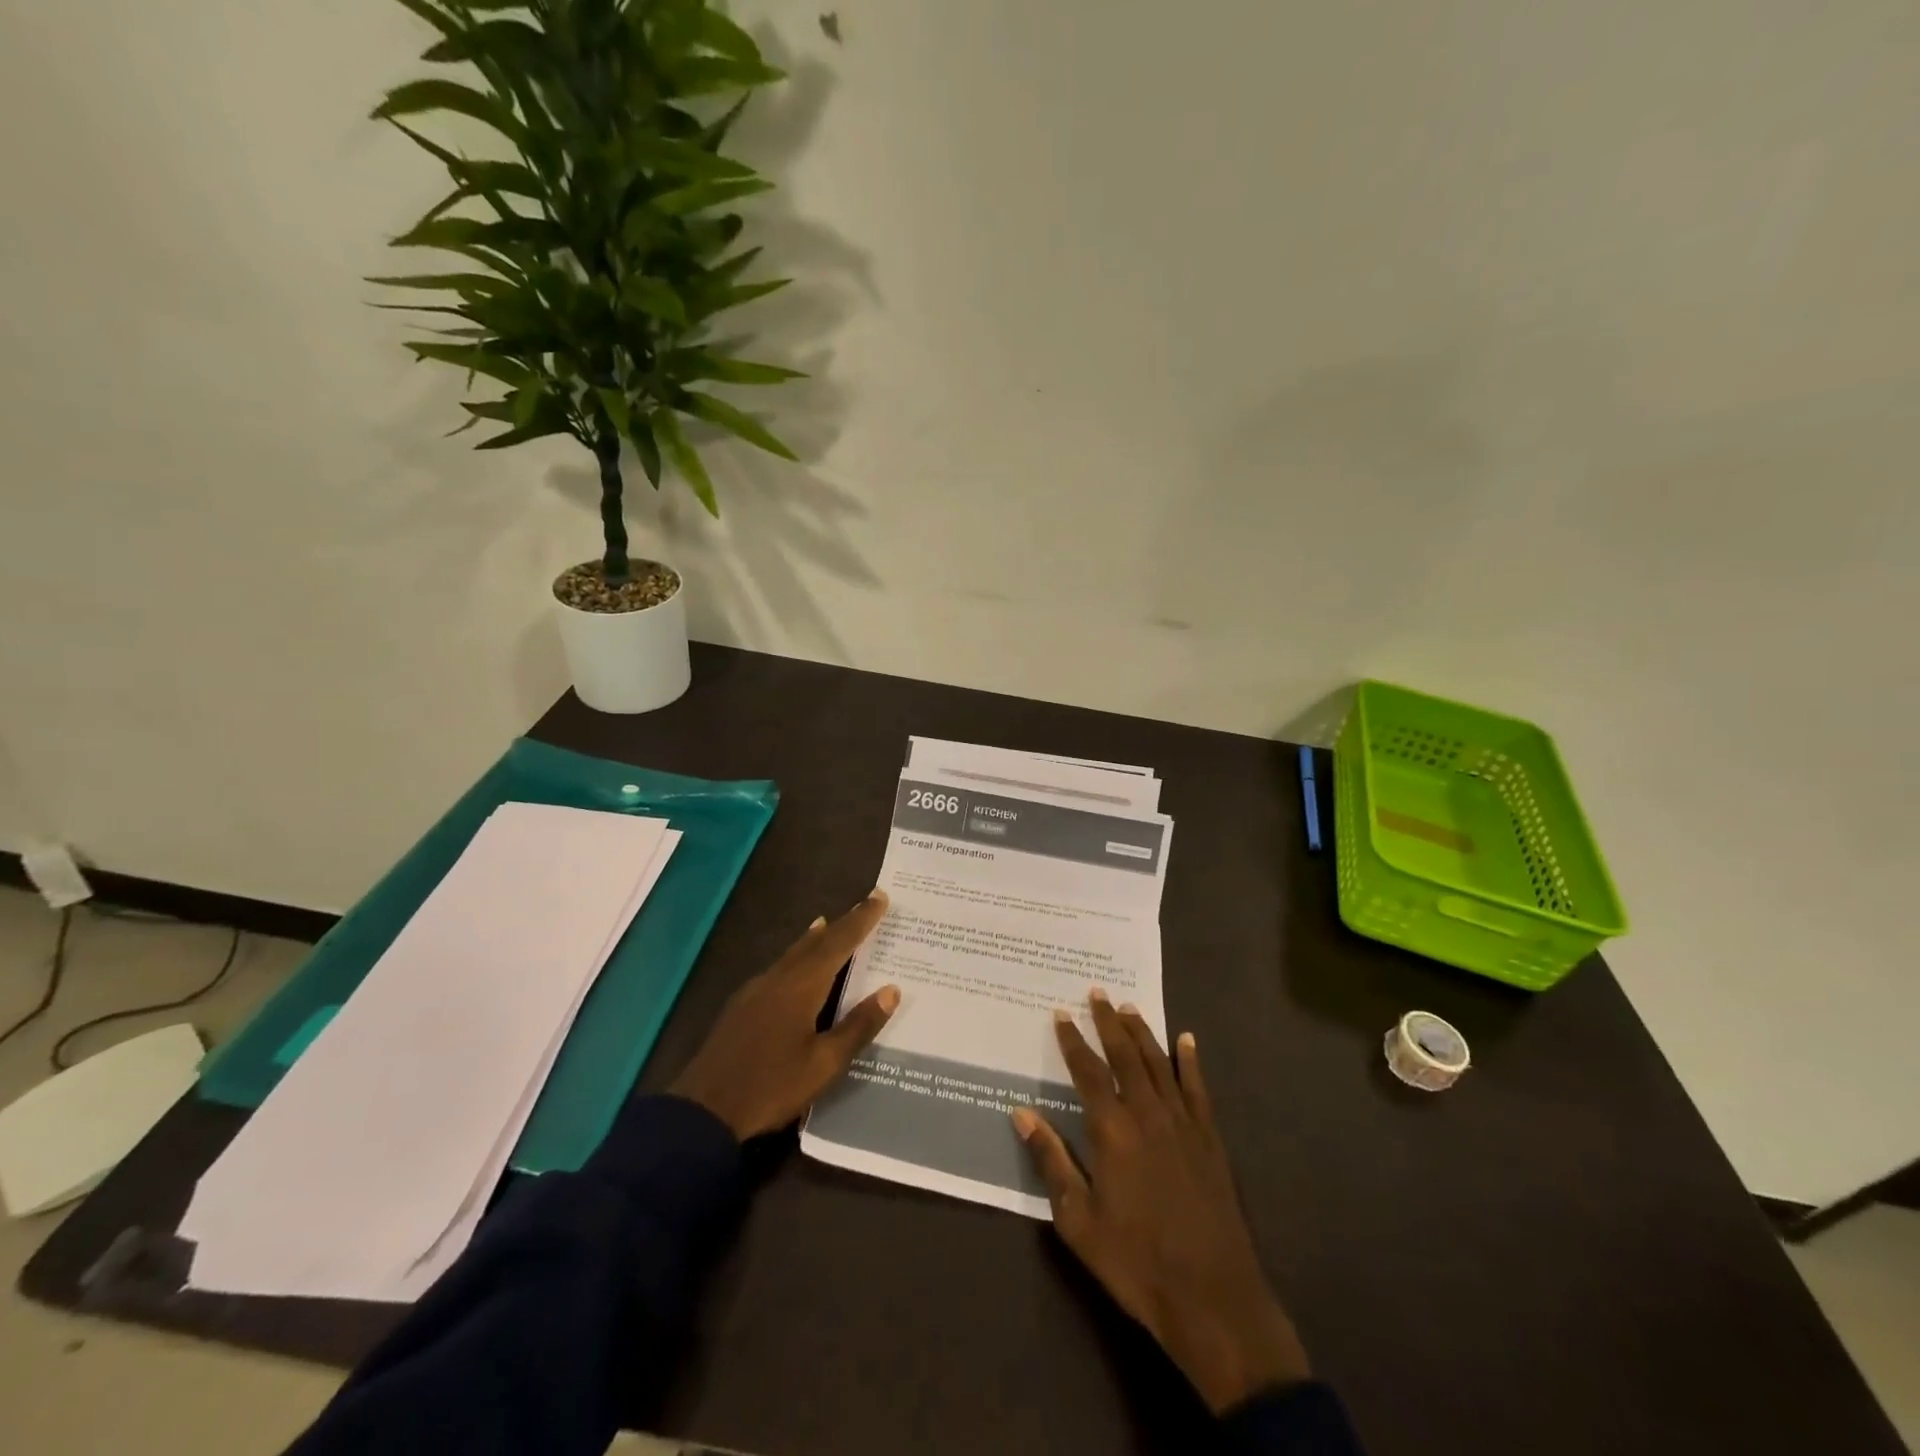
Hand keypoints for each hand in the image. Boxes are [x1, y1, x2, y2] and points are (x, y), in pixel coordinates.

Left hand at [670, 891, 898, 1140]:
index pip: (839, 943)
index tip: (880, 896)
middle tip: (864, 904)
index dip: (861, 919)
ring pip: (792, 953)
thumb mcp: (824, 1064)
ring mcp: (755, 991)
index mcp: (802, 986)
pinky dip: (795, 956)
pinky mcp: (740, 1006)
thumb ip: (858, 1026)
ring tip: (827, 923)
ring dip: (815, 938)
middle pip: (815, 942)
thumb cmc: (771, 1086)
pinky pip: (777, 968)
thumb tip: (891, 990)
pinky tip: (794, 966)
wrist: (702, 1111)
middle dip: (842, 923)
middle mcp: (778, 978)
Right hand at [1013, 990, 1309, 1412]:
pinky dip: (1190, 1061)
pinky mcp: (1210, 1139)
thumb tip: (1022, 1113)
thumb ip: (1052, 1161)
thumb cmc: (1135, 1261)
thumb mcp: (1078, 1221)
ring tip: (1128, 1008)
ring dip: (1142, 1033)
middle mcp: (1147, 1114)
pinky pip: (1198, 1088)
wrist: (1211, 1297)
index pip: (1088, 1072)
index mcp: (1112, 1131)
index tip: (1061, 1014)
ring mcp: (1183, 1123)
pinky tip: (1186, 1040)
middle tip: (1096, 993)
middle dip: (1108, 1023)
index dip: (1073, 1041)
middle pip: (1125, 1056)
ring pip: (1159, 1063)